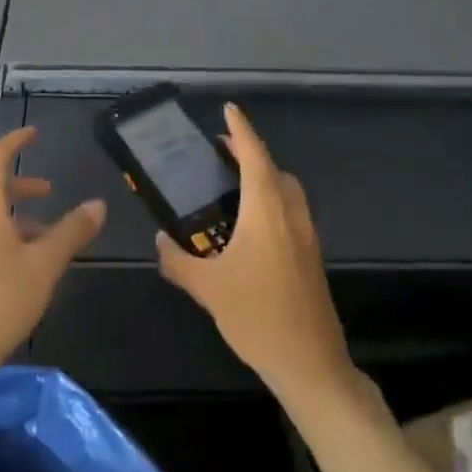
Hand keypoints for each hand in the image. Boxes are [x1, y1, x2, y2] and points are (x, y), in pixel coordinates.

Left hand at [0, 126, 103, 383]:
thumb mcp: (45, 265)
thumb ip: (72, 232)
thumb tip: (98, 204)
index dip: (13, 142)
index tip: (34, 135)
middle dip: (22, 187)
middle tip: (51, 192)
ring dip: (19, 218)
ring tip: (49, 238)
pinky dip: (9, 239)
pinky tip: (28, 269)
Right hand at [156, 103, 354, 403]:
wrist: (310, 362)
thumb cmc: (257, 316)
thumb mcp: (208, 288)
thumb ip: (178, 260)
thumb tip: (160, 240)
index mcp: (267, 211)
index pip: (254, 156)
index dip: (241, 130)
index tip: (229, 109)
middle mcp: (291, 214)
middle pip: (274, 170)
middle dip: (251, 154)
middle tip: (221, 155)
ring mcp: (306, 235)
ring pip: (287, 191)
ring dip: (265, 178)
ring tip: (233, 187)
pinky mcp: (311, 256)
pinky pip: (291, 212)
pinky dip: (272, 202)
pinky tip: (250, 228)